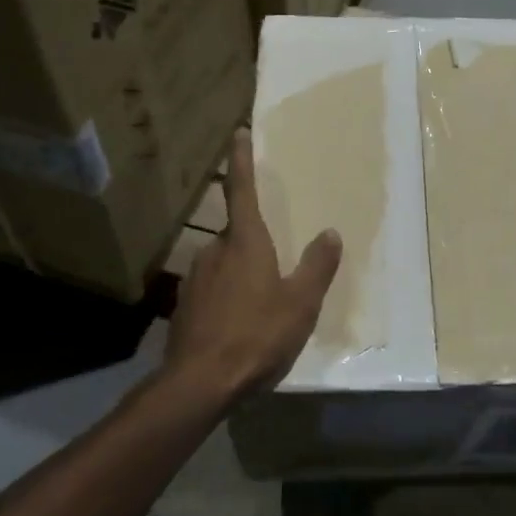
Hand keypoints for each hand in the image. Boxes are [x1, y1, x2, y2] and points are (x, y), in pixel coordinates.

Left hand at [166, 128, 341, 409]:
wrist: (199, 383)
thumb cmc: (257, 335)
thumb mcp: (300, 304)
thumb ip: (317, 267)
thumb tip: (330, 233)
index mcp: (245, 243)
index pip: (242, 190)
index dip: (242, 160)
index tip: (238, 133)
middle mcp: (215, 251)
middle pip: (236, 234)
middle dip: (253, 243)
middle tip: (275, 268)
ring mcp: (195, 278)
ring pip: (223, 264)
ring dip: (240, 274)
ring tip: (260, 306)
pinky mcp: (185, 306)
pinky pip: (212, 290)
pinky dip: (226, 298)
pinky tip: (238, 326)